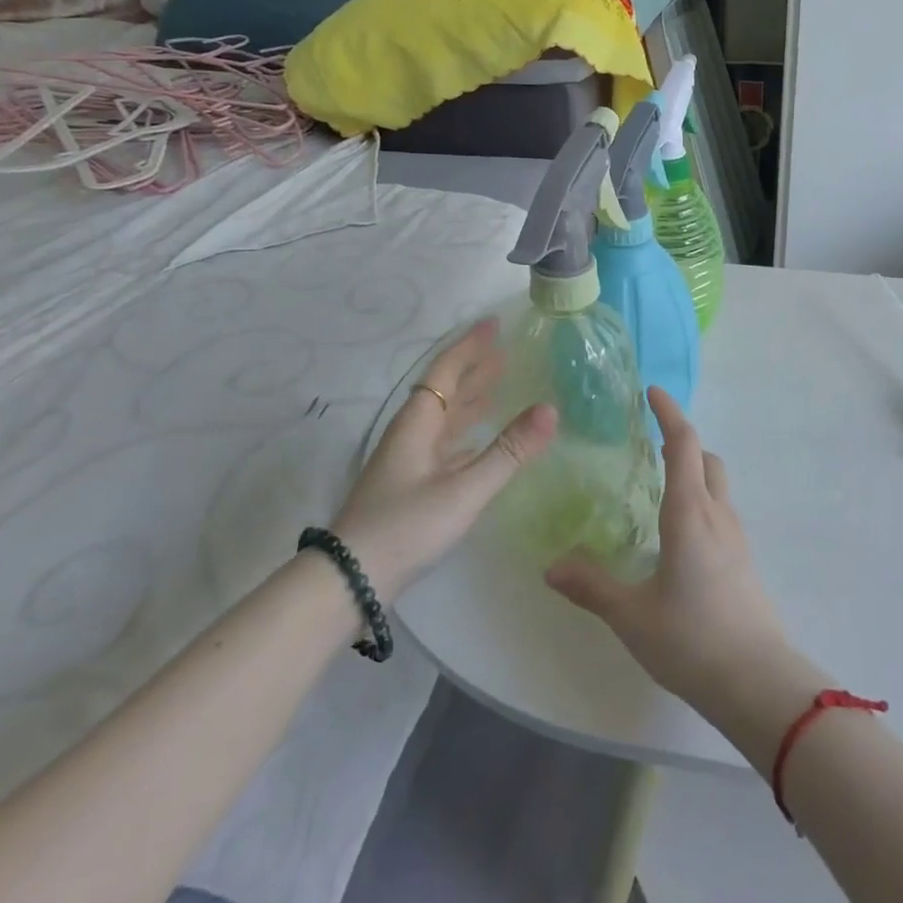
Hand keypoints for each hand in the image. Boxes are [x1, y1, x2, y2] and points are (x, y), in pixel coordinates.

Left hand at [333, 318, 556, 602]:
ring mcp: (410, 460)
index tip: (494, 322)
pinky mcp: (412, 484)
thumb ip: (508, 451)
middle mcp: (412, 434)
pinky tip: (480, 439)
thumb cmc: (406, 526)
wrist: (352, 579)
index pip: (446, 370)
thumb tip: (551, 408)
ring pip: (445, 416)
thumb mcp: (464, 489)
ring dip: (471, 398)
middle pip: (445, 389)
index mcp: (418, 423)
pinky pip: (446, 442)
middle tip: (506, 349)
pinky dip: (467, 432)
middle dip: (474, 367)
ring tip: (500, 384)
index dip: (470, 345)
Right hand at [547, 388, 795, 710]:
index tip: (652, 392)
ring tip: (660, 486)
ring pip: (717, 484)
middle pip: (706, 457)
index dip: (668, 413)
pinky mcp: (744, 560)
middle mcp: (716, 514)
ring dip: (694, 470)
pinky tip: (680, 534)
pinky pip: (721, 511)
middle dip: (681, 440)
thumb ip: (591, 586)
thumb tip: (551, 567)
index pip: (682, 444)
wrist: (758, 682)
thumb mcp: (632, 615)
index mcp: (689, 513)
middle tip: (650, 442)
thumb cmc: (691, 639)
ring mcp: (736, 537)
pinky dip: (702, 500)